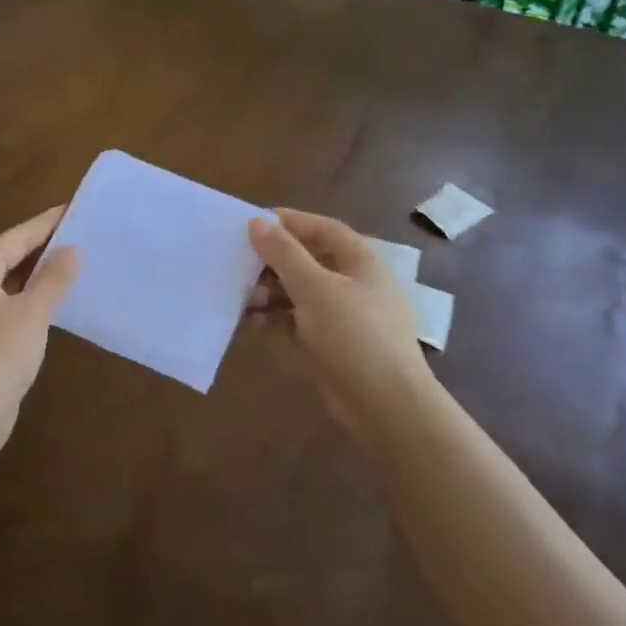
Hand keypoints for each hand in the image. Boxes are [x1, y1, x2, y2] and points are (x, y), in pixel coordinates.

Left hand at [0, 206, 80, 459]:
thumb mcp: (31, 314)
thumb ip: (53, 279)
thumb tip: (71, 250)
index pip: (13, 239)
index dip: (44, 224)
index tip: (72, 210)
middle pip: (8, 258)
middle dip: (42, 247)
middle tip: (79, 234)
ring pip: (8, 284)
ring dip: (37, 274)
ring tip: (73, 263)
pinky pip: (8, 307)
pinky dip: (31, 299)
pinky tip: (54, 302)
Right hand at [247, 209, 432, 432]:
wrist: (385, 405)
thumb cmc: (354, 335)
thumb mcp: (315, 288)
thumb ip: (284, 254)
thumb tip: (258, 221)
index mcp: (361, 262)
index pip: (323, 229)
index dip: (290, 222)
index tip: (253, 222)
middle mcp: (355, 284)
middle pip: (309, 261)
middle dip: (273, 263)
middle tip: (239, 264)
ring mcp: (344, 317)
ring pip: (300, 294)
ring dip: (270, 293)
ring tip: (242, 300)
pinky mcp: (332, 346)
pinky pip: (298, 323)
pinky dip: (276, 320)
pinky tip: (252, 324)